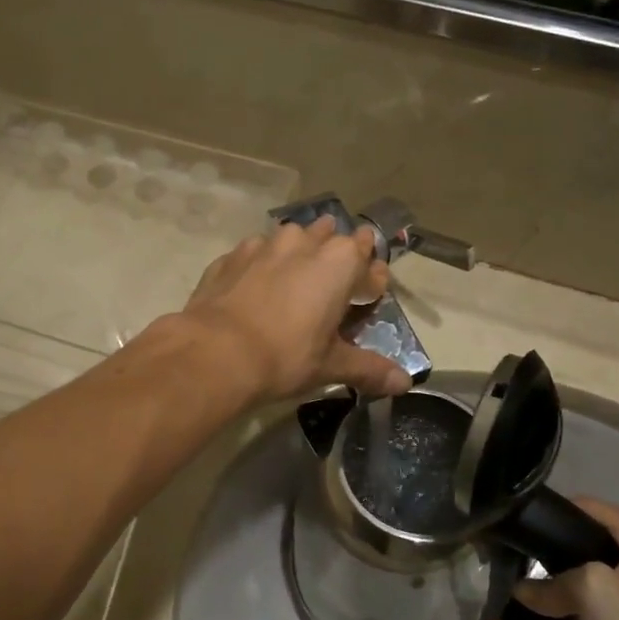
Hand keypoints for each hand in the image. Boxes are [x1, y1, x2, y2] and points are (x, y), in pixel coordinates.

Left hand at [179, 218, 413, 404]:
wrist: (215, 352)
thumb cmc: (285, 356)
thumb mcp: (330, 365)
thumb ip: (368, 368)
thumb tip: (403, 384)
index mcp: (338, 262)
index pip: (366, 250)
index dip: (370, 273)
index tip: (369, 294)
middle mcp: (302, 242)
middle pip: (328, 235)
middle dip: (334, 254)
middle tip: (331, 287)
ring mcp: (261, 245)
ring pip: (289, 238)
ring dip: (296, 253)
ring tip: (293, 282)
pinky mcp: (229, 257)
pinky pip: (253, 254)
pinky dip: (259, 267)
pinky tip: (254, 290)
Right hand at [515, 499, 618, 619]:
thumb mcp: (592, 590)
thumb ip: (550, 582)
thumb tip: (519, 589)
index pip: (586, 508)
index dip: (549, 516)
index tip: (512, 527)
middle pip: (584, 536)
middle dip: (550, 548)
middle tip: (510, 555)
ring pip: (583, 568)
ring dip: (556, 577)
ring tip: (518, 577)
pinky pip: (589, 596)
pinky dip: (567, 600)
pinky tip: (539, 604)